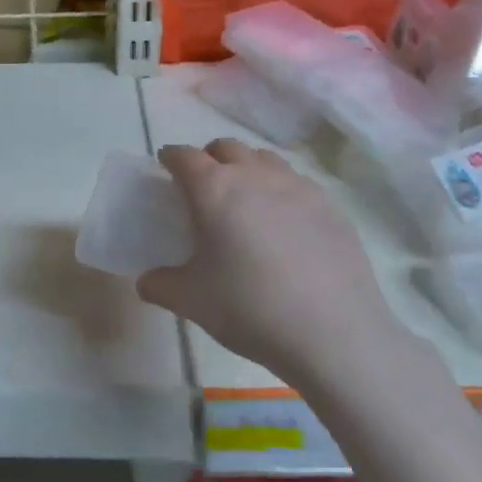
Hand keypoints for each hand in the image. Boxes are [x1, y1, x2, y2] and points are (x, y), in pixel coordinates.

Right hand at [139, 138, 401, 385]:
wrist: (334, 333)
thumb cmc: (250, 309)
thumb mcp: (191, 302)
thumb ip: (160, 285)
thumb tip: (146, 282)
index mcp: (214, 190)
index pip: (184, 157)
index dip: (170, 157)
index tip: (165, 166)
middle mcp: (254, 176)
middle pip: (226, 148)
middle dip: (209, 158)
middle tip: (203, 185)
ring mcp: (297, 186)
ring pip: (264, 159)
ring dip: (247, 167)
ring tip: (245, 198)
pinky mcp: (330, 205)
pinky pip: (296, 182)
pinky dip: (280, 189)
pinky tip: (284, 223)